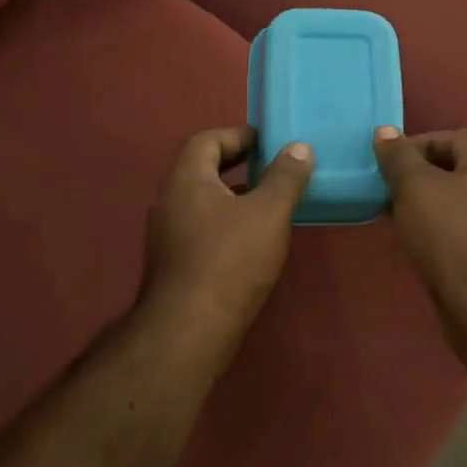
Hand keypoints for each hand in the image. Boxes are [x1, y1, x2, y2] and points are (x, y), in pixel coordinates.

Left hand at [139, 126, 312, 370]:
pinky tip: (254, 243)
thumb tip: (299, 147)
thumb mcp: (269, 212)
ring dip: (235, 197)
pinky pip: (202, 229)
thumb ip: (286, 176)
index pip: (207, 140)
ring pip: (204, 202)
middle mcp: (169, 202)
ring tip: (272, 204)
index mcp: (186, 180)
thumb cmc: (231, 260)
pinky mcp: (174, 265)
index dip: (239, 136)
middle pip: (203, 170)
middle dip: (239, 165)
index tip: (269, 143)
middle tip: (275, 170)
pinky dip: (228, 224)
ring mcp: (167, 236)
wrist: (190, 330)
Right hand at [373, 127, 466, 342]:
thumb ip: (399, 158)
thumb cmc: (450, 233)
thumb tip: (385, 131)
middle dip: (420, 176)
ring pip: (454, 204)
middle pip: (456, 171)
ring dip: (424, 206)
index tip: (393, 159)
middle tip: (388, 188)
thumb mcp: (415, 187)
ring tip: (394, 216)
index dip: (423, 141)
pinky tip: (412, 244)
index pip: (458, 137)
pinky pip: (457, 233)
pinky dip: (433, 232)